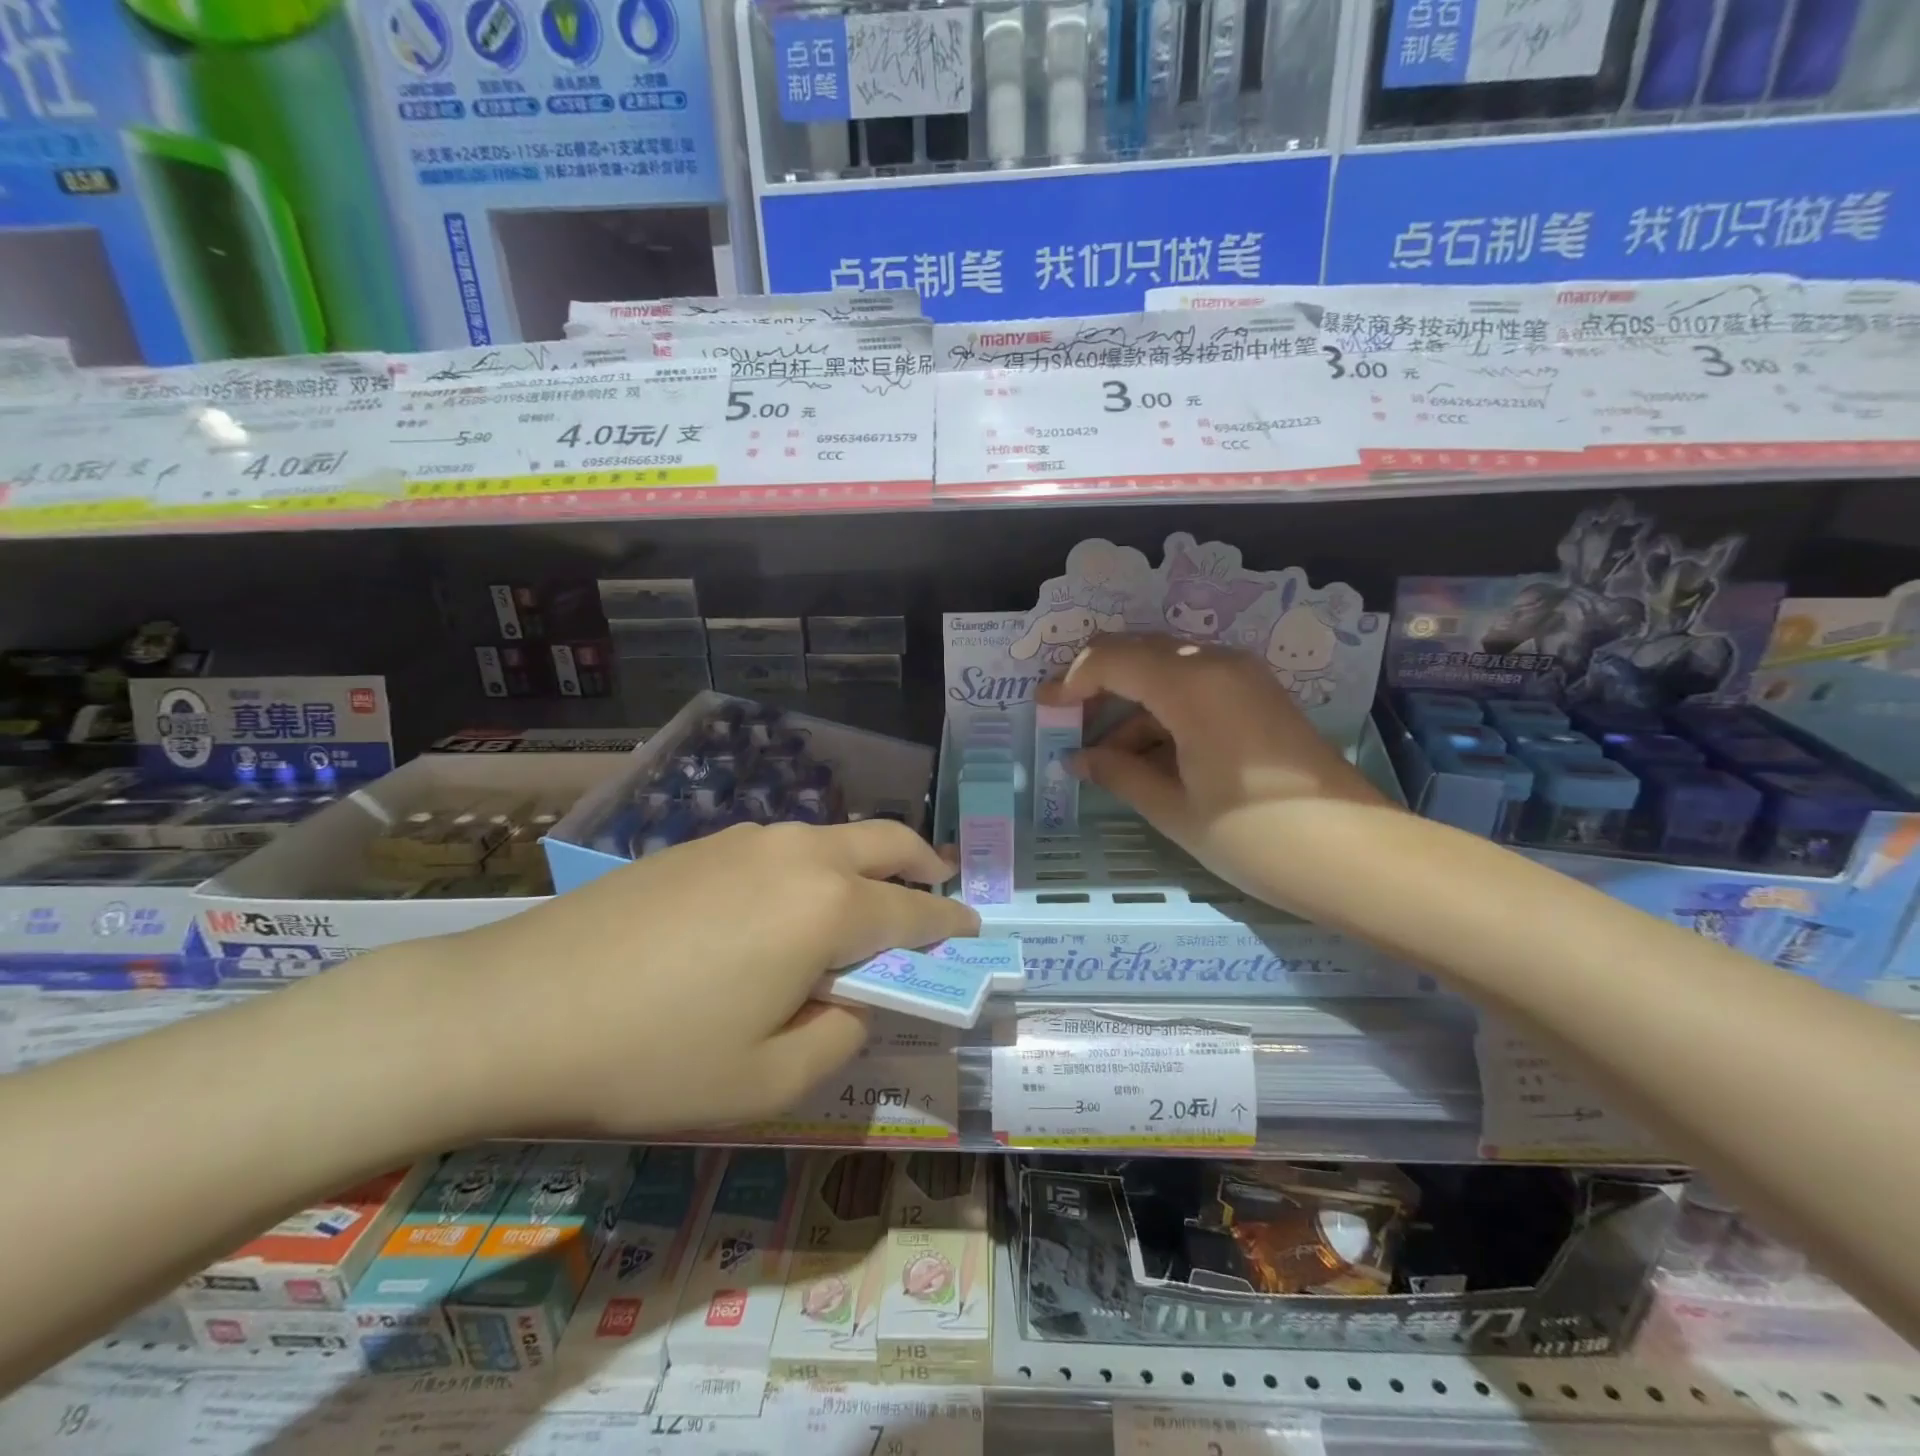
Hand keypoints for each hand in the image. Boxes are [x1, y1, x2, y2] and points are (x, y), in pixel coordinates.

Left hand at [439, 820, 977, 1136]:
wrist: (513, 1008)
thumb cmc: (652, 1057)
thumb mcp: (766, 1080)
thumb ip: (837, 1037)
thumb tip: (852, 1001)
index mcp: (825, 906)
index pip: (914, 912)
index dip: (951, 924)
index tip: (974, 931)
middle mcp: (796, 854)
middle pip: (885, 840)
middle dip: (923, 864)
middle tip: (938, 891)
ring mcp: (743, 840)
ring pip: (832, 837)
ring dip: (866, 863)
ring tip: (863, 905)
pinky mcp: (700, 844)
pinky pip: (784, 847)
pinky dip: (814, 867)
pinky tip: (786, 907)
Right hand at [1036, 635, 1390, 904]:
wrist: (1354, 856)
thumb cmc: (1253, 835)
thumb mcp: (1174, 808)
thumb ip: (1119, 773)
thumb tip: (1079, 759)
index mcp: (1191, 684)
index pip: (1113, 659)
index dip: (1071, 680)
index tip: (1044, 707)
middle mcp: (1217, 664)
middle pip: (1140, 652)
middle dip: (1098, 682)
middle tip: (1067, 720)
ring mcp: (1244, 679)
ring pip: (1168, 671)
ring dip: (1131, 704)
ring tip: (1105, 756)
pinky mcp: (1259, 698)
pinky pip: (1196, 688)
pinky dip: (1164, 713)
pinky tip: (1148, 756)